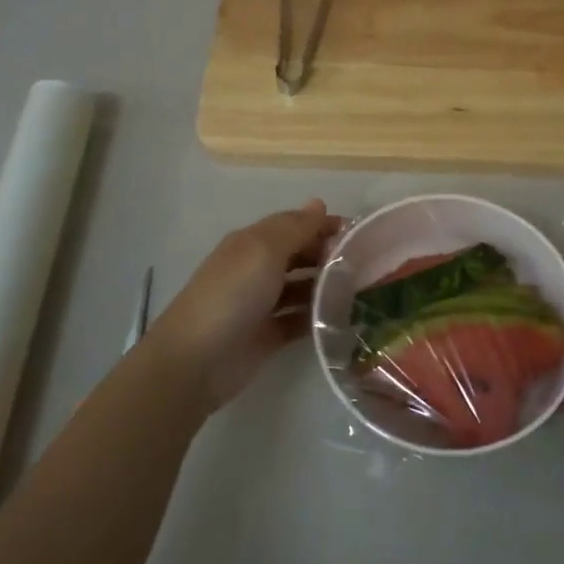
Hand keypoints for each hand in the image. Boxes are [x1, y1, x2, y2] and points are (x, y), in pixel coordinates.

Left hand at [149, 200, 343, 410]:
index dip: (323, 225)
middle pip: (298, 255)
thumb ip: (294, 228)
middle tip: (367, 263)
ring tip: (363, 289)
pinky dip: (319, 317)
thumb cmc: (232, 295)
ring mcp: (262, 304)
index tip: (360, 232)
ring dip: (327, 286)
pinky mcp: (268, 335)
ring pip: (301, 288)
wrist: (197, 360)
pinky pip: (299, 320)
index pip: (293, 225)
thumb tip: (318, 203)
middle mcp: (257, 270)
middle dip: (328, 255)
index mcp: (252, 243)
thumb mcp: (263, 251)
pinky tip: (345, 317)